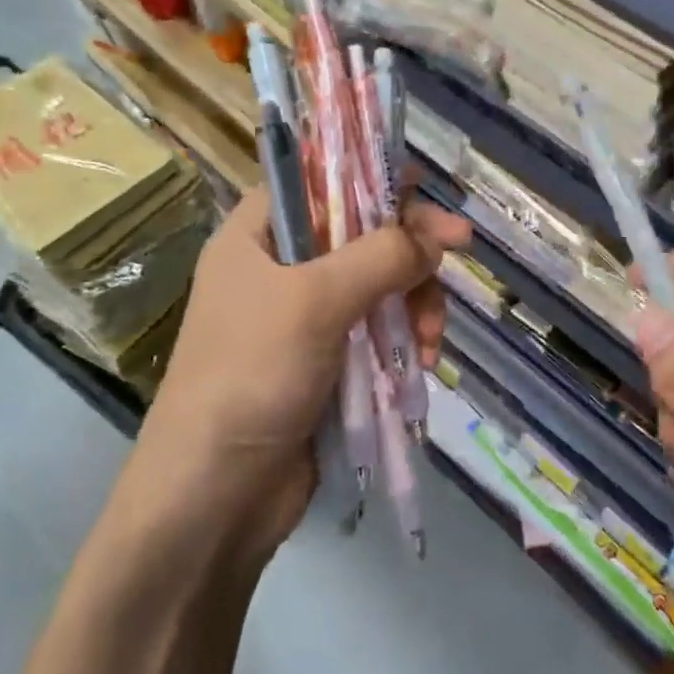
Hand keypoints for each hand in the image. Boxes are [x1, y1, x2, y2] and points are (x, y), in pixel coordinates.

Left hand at [120, 187, 470, 565]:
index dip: (369, 176)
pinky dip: (405, 341)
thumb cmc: (252, 375)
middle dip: (410, 250)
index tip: (423, 187)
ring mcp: (305, 319)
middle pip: (361, 234)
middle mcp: (281, 268)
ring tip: (431, 340)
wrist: (214, 496)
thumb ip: (381, 256)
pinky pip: (379, 332)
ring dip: (416, 304)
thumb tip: (439, 235)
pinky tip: (422, 365)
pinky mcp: (328, 363)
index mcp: (257, 236)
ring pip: (380, 286)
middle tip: (459, 252)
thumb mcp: (316, 301)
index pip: (318, 180)